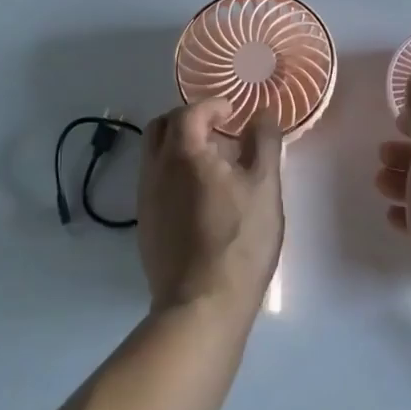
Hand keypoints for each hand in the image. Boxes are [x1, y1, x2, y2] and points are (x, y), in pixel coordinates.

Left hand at [137, 100, 283, 312]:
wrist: (201, 304)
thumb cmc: (240, 240)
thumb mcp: (264, 185)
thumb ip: (264, 142)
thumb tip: (262, 112)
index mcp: (184, 153)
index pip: (189, 112)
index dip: (212, 105)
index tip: (233, 112)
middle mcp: (156, 169)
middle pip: (161, 127)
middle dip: (188, 120)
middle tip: (218, 130)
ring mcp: (146, 198)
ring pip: (154, 155)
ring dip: (179, 146)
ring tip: (212, 164)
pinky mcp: (146, 224)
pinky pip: (154, 182)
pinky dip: (173, 173)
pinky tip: (200, 196)